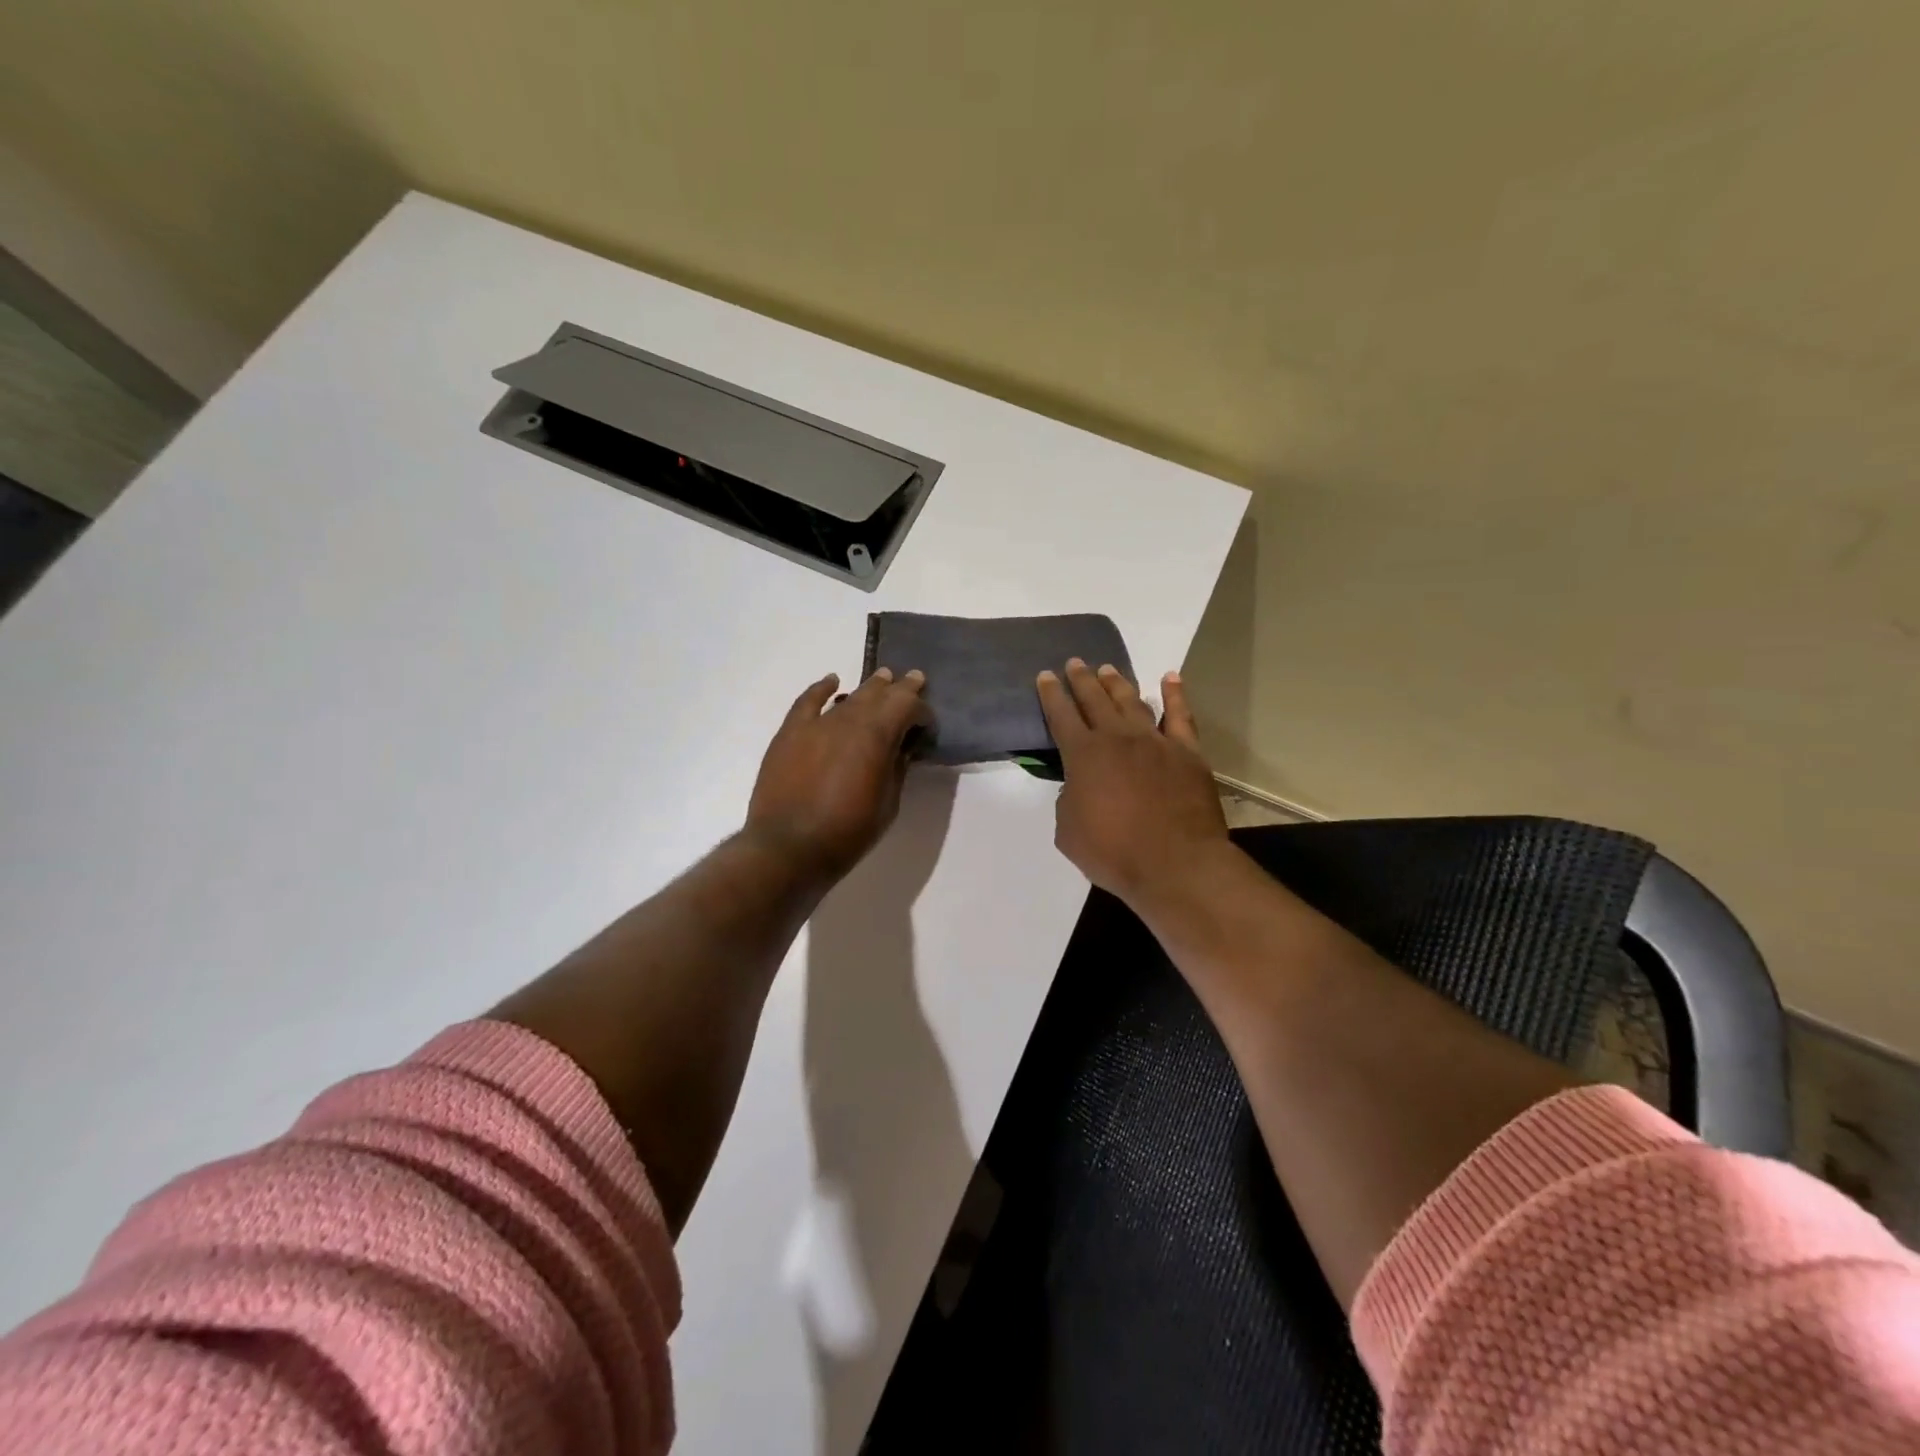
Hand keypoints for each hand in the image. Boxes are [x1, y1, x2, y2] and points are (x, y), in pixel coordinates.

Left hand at [745, 668, 931, 882]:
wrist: (788, 847)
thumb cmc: (847, 832)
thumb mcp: (888, 804)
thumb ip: (897, 769)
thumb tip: (902, 748)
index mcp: (878, 735)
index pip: (908, 707)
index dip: (923, 713)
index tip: (927, 727)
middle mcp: (849, 720)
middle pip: (880, 694)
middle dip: (901, 688)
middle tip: (914, 679)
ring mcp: (817, 724)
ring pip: (850, 696)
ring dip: (869, 688)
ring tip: (883, 679)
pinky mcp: (791, 732)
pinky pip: (808, 701)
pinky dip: (822, 688)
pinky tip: (832, 681)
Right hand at [1036, 660, 1229, 907]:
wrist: (1176, 864)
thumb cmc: (1114, 853)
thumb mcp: (1069, 832)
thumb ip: (1069, 801)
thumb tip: (1079, 787)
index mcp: (1083, 756)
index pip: (1061, 716)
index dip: (1051, 695)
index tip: (1045, 676)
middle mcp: (1117, 738)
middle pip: (1095, 700)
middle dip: (1081, 680)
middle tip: (1075, 663)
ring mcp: (1155, 741)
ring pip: (1132, 701)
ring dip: (1117, 683)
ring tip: (1108, 669)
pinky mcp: (1187, 752)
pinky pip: (1180, 715)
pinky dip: (1175, 694)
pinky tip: (1170, 678)